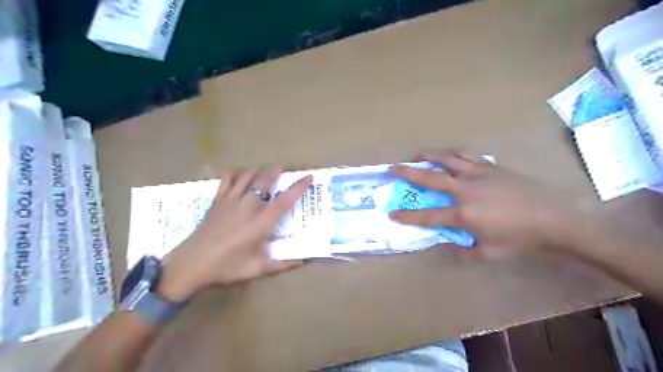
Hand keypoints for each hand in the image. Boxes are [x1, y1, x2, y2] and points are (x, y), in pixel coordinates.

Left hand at [156, 169, 311, 302]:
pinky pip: (227, 179)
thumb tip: (303, 261)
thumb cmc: (227, 267)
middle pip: (264, 181)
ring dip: (258, 170)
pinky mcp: (217, 200)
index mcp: (260, 223)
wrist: (191, 264)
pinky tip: (240, 174)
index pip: (284, 200)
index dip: (298, 187)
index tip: (308, 177)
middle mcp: (247, 206)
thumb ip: (282, 264)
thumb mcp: (258, 269)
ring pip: (247, 176)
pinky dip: (236, 173)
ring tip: (265, 169)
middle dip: (275, 172)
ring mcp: (230, 201)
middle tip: (282, 170)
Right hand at [390, 149, 583, 255]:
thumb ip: (467, 250)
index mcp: (463, 214)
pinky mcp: (490, 166)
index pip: (428, 216)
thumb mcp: (490, 252)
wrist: (554, 218)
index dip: (407, 216)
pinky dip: (452, 153)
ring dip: (428, 155)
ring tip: (417, 156)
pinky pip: (466, 154)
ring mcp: (477, 174)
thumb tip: (452, 245)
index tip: (392, 214)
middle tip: (392, 168)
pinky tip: (448, 155)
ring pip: (446, 158)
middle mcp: (465, 190)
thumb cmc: (520, 238)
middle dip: (407, 172)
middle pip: (430, 177)